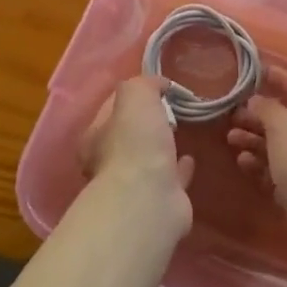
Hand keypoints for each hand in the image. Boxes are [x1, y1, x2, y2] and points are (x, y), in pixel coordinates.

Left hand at [80, 76, 194, 233]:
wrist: (149, 200)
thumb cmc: (135, 143)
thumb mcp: (135, 96)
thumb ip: (143, 83)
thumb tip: (159, 84)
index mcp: (95, 138)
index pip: (111, 108)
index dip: (132, 95)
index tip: (156, 87)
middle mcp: (108, 164)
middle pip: (129, 136)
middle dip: (147, 124)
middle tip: (170, 109)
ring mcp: (134, 186)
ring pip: (149, 159)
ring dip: (163, 147)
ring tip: (182, 131)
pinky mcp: (159, 203)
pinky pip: (171, 179)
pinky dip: (180, 169)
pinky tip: (190, 158)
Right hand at [228, 69, 286, 275]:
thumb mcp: (285, 126)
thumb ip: (267, 108)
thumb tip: (256, 101)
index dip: (279, 78)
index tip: (255, 72)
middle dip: (259, 115)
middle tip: (232, 113)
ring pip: (279, 146)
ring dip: (255, 140)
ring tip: (230, 138)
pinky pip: (277, 171)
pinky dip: (260, 165)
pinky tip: (242, 162)